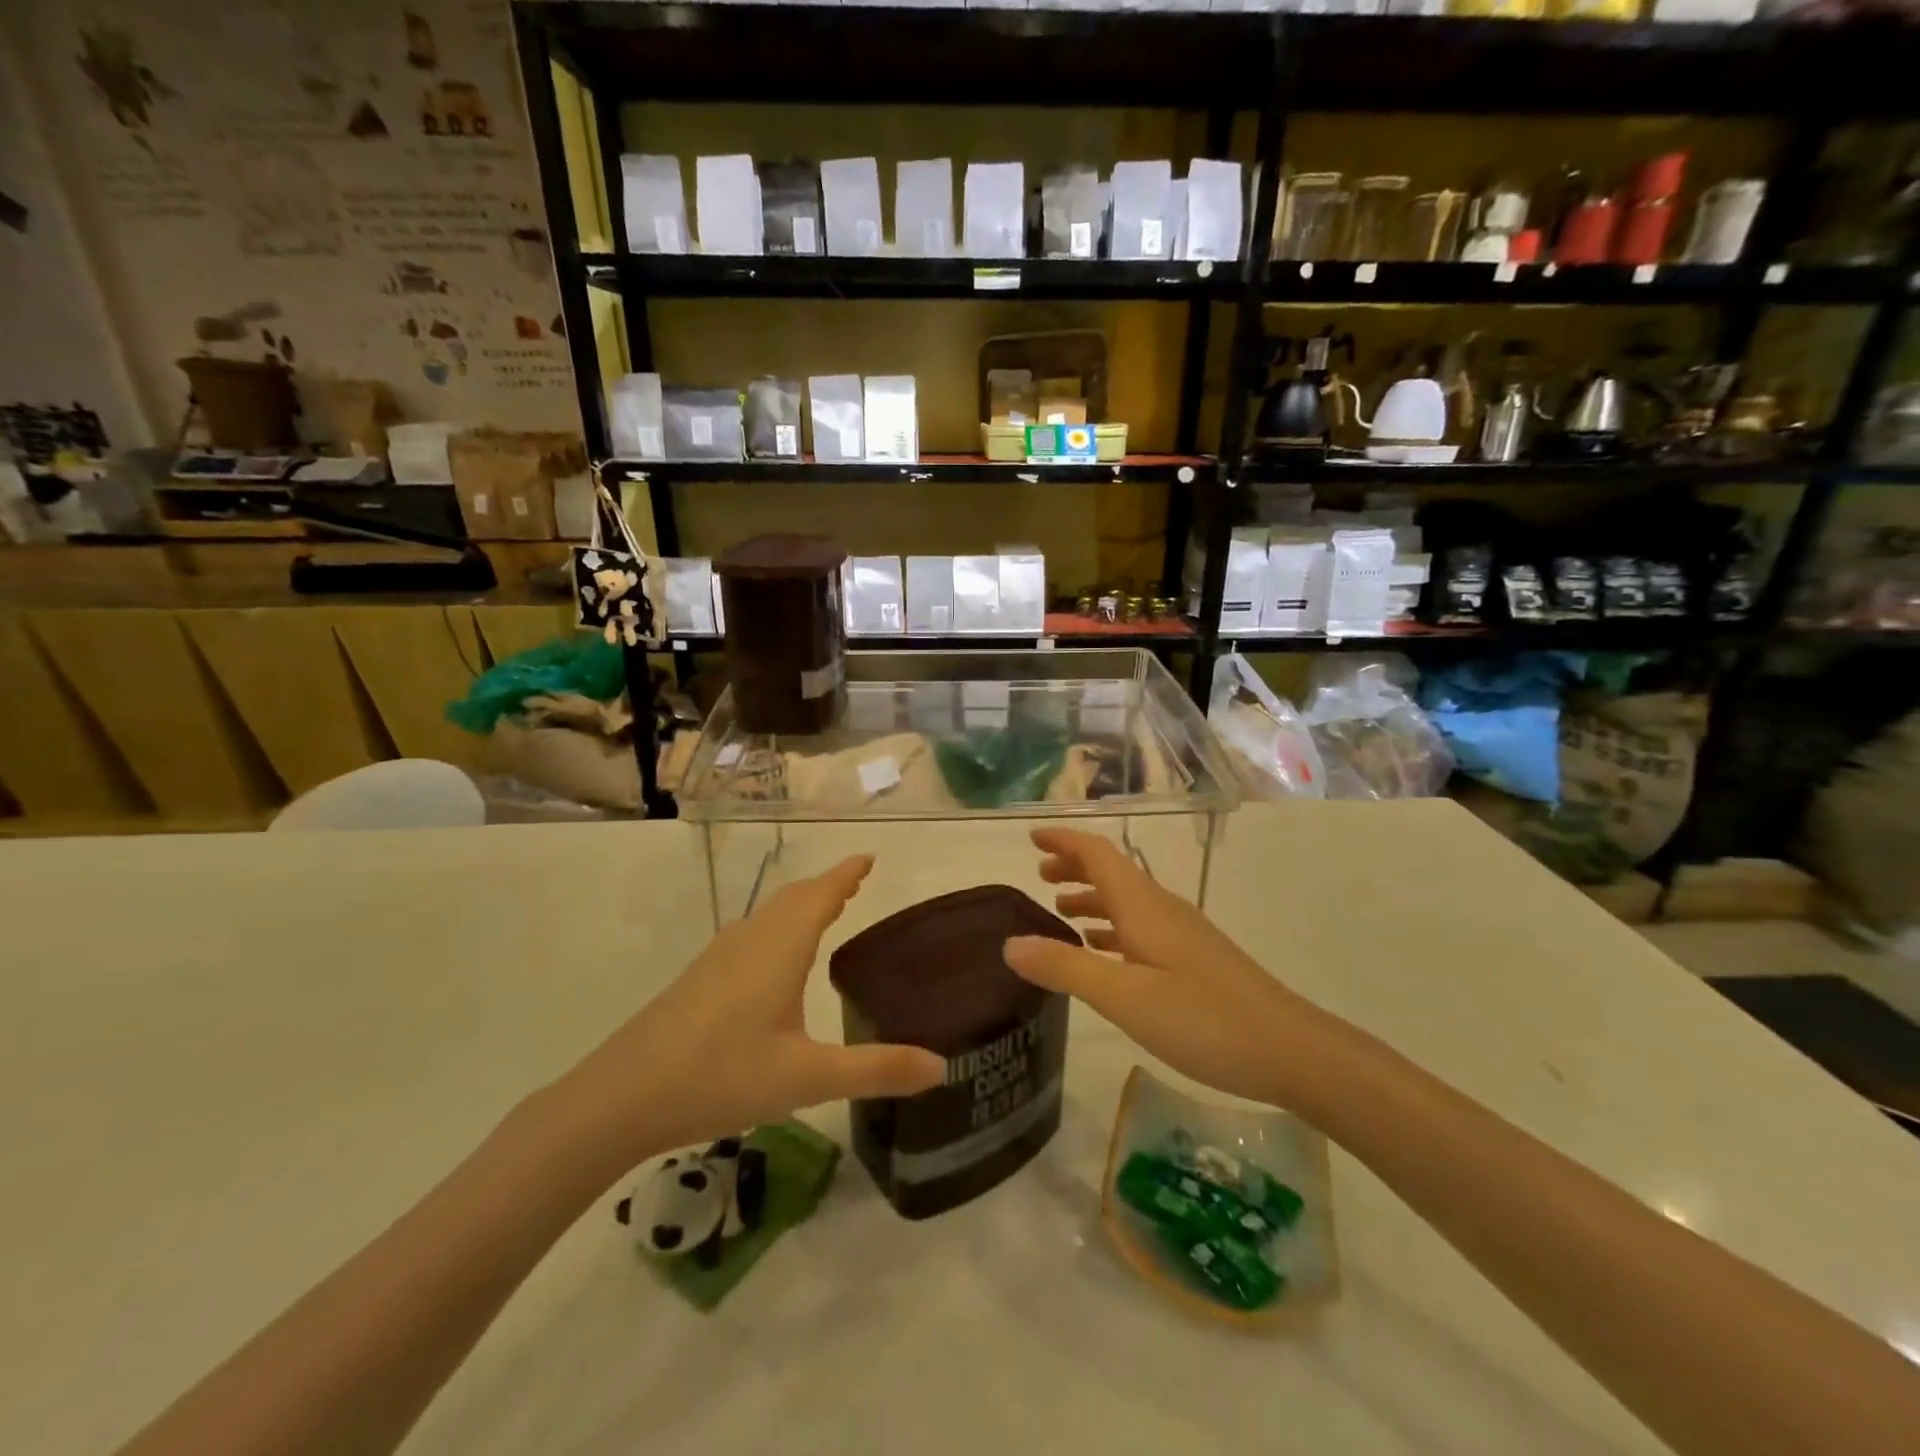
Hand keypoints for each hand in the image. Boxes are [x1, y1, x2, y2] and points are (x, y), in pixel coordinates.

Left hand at [552, 856, 943, 1175]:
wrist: (620, 1096)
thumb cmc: (721, 1075)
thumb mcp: (808, 1078)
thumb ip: (875, 1070)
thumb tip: (942, 1066)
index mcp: (780, 947)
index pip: (821, 895)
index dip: (847, 874)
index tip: (869, 858)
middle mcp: (751, 939)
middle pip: (794, 898)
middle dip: (827, 887)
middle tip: (855, 884)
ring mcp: (719, 957)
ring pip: (769, 916)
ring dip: (800, 906)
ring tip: (825, 912)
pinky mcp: (698, 978)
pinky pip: (751, 935)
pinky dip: (778, 928)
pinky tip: (775, 960)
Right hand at [1002, 828, 1314, 1107]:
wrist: (1290, 1050)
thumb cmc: (1203, 1019)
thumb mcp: (1124, 998)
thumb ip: (1065, 968)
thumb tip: (1010, 943)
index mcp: (1142, 906)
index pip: (1097, 854)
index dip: (1063, 841)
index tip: (1031, 839)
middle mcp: (1161, 909)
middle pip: (1111, 873)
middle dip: (1074, 867)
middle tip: (1039, 876)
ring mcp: (1181, 934)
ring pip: (1126, 901)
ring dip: (1091, 898)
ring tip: (1060, 912)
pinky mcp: (1193, 960)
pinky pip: (1140, 928)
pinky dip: (1112, 929)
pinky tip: (1103, 954)